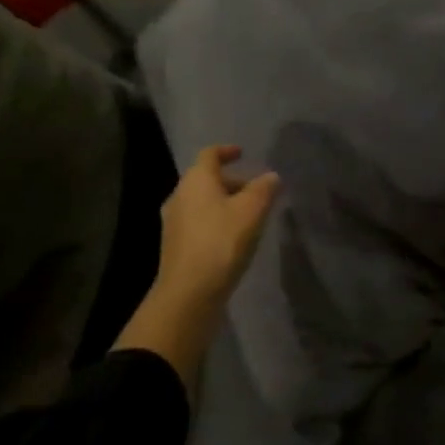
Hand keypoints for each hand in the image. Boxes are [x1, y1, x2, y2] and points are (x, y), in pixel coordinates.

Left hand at [114, 145, 279, 388]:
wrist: (188, 293)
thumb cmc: (222, 242)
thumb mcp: (252, 211)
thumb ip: (264, 189)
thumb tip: (271, 176)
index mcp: (196, 180)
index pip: (210, 154)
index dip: (227, 151)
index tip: (242, 153)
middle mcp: (179, 195)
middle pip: (205, 179)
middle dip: (231, 181)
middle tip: (255, 190)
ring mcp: (173, 222)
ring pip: (201, 202)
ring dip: (223, 202)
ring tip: (248, 215)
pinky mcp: (175, 245)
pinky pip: (198, 222)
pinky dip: (215, 220)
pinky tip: (232, 237)